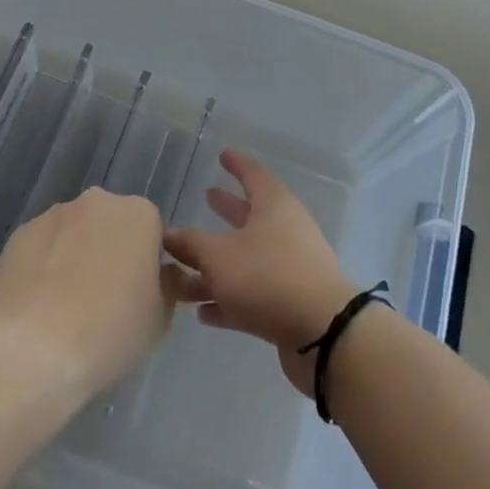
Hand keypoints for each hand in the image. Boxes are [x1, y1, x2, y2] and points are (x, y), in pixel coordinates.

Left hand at [0, 188, 177, 407]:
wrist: (33, 349)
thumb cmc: (109, 331)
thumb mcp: (160, 318)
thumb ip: (166, 285)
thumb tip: (161, 275)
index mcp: (139, 214)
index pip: (152, 232)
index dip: (148, 264)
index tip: (140, 296)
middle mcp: (97, 202)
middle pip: (111, 225)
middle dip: (111, 253)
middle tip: (106, 301)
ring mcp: (54, 215)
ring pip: (75, 233)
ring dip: (76, 257)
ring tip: (67, 308)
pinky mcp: (19, 234)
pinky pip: (43, 248)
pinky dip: (44, 267)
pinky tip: (39, 306)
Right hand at [163, 150, 356, 396]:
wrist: (322, 333)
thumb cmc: (268, 277)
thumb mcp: (219, 257)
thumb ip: (191, 245)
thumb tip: (167, 234)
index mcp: (273, 206)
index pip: (253, 174)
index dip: (236, 164)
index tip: (222, 155)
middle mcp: (284, 231)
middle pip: (250, 216)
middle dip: (227, 209)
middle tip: (206, 196)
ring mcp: (289, 269)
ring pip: (246, 260)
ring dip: (216, 265)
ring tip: (183, 269)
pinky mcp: (288, 305)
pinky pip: (251, 295)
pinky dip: (228, 299)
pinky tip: (202, 312)